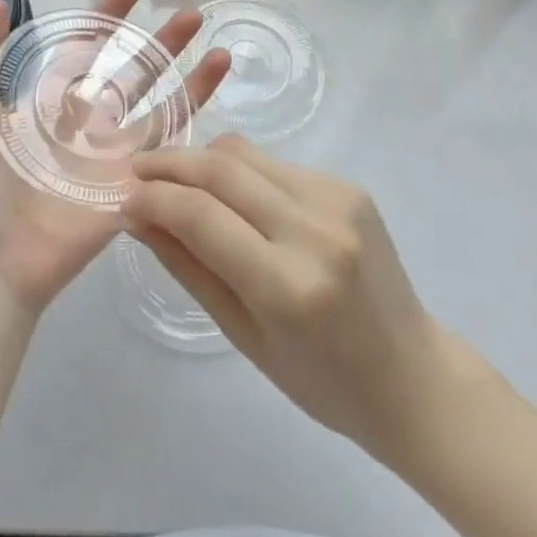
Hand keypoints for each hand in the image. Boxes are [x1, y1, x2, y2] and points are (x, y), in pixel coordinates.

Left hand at [0, 0, 231, 316]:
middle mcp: (88, 126)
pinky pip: (168, 158)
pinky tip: (217, 115)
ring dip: (192, 83)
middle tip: (192, 16)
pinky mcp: (132, 191)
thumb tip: (2, 2)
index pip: (88, 50)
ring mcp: (113, 160)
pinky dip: (194, 132)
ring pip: (161, 111)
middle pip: (134, 76)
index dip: (109, 17)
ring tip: (222, 52)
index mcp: (51, 105)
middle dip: (162, 44)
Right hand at [123, 136, 480, 462]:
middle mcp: (315, 230)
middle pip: (222, 168)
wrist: (413, 376)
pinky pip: (276, 165)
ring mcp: (338, 199)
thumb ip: (188, 267)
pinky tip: (231, 196)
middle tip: (137, 171)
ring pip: (247, 154)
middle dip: (170, 162)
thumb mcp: (244, 336)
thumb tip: (136, 216)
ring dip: (202, 159)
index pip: (201, 215)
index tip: (123, 198)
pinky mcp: (349, 186)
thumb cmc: (323, 382)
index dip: (153, 198)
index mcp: (289, 286)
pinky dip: (241, 172)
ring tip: (175, 178)